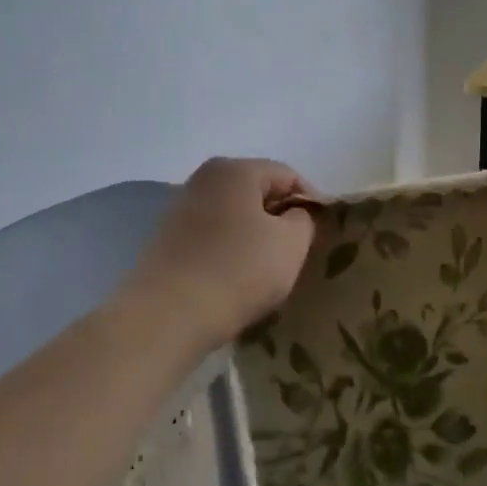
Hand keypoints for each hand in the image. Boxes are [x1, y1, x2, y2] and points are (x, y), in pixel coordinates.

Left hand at [125, 157, 317, 351]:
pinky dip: (229, 250)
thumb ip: (303, 219)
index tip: (320, 234)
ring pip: (233, 215)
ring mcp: (179, 209)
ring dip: (253, 236)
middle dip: (279, 218)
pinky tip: (235, 278)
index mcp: (234, 170)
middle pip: (256, 192)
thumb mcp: (291, 243)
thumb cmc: (239, 271)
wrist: (169, 316)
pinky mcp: (166, 240)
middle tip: (296, 252)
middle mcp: (202, 179)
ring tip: (266, 269)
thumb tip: (294, 215)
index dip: (310, 202)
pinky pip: (211, 237)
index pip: (288, 176)